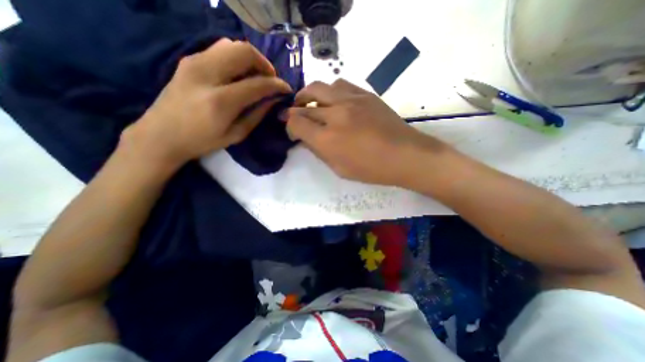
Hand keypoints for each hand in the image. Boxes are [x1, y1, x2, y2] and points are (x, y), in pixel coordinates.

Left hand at [123, 38, 291, 167]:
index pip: (258, 83)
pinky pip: (219, 49)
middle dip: (264, 64)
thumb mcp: (236, 134)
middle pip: (244, 51)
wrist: (161, 135)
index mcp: (221, 101)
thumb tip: (274, 99)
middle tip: (270, 80)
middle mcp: (207, 75)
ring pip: (232, 45)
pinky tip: (239, 74)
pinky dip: (235, 58)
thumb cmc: (202, 141)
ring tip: (256, 76)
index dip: (277, 84)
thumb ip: (257, 114)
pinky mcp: (188, 60)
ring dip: (250, 59)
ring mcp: (194, 62)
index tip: (286, 89)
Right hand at [287, 79, 443, 186]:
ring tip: (311, 103)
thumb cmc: (371, 169)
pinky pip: (339, 84)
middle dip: (294, 110)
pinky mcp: (365, 94)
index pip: (296, 123)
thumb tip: (306, 138)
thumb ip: (319, 151)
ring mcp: (351, 100)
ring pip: (319, 87)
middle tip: (294, 114)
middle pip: (304, 103)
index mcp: (327, 139)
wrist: (405, 155)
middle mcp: (335, 115)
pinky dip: (329, 91)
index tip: (293, 133)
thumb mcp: (339, 169)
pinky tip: (333, 100)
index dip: (289, 127)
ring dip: (309, 95)